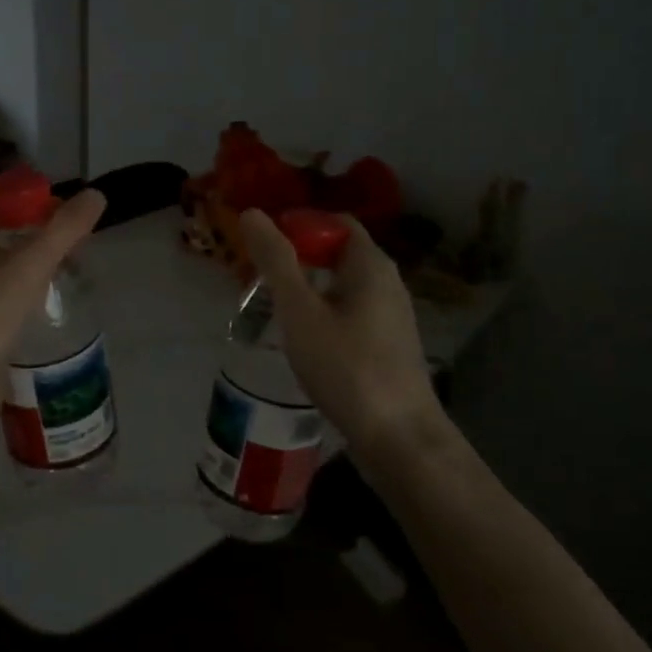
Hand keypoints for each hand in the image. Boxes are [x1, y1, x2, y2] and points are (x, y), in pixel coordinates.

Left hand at [0, 190, 108, 405]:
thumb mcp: (31, 267)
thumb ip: (65, 229)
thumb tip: (96, 194)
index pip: (3, 198)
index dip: (41, 203)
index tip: (75, 222)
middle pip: (3, 226)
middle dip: (42, 233)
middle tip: (78, 250)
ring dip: (33, 259)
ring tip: (68, 273)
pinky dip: (19, 283)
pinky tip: (42, 299)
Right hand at [239, 209, 454, 472]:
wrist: (399, 438)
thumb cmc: (346, 367)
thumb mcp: (301, 311)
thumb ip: (276, 262)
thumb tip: (252, 213)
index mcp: (370, 264)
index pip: (334, 222)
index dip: (297, 225)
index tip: (261, 246)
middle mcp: (387, 282)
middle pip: (338, 252)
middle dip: (298, 258)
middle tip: (258, 277)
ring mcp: (391, 315)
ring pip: (343, 285)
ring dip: (308, 288)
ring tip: (272, 307)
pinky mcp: (387, 345)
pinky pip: (350, 312)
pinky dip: (323, 312)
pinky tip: (303, 339)